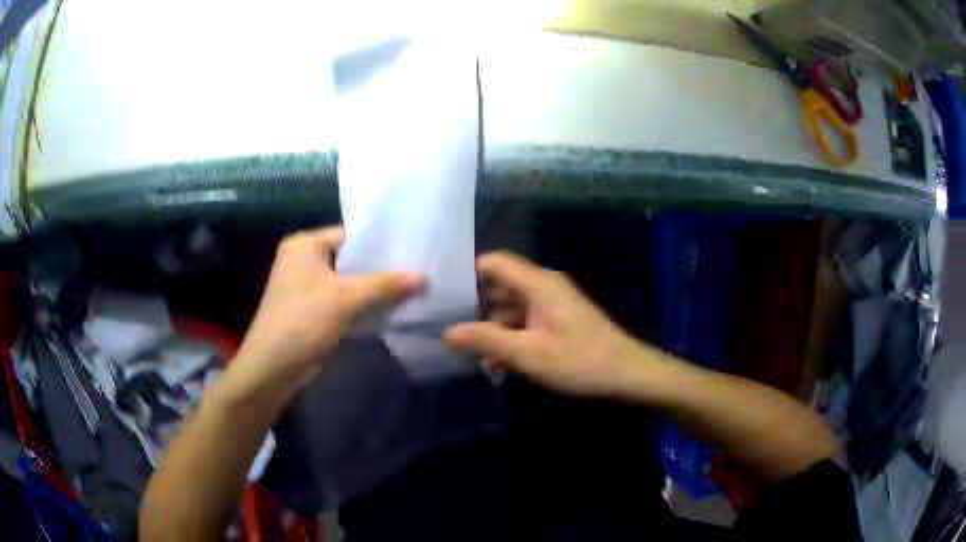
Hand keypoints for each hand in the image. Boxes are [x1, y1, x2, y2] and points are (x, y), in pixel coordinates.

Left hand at [225, 226, 422, 405]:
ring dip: (374, 290)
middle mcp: (303, 260)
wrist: (272, 369)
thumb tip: (423, 276)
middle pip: (351, 259)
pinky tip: (391, 309)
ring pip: (348, 282)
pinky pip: (343, 301)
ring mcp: (307, 287)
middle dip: (381, 270)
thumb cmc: (302, 322)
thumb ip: (384, 285)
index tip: (413, 251)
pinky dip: (363, 306)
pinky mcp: (312, 311)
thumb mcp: (345, 298)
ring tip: (412, 289)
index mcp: (304, 244)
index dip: (381, 244)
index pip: (351, 235)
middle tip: (418, 271)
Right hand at [444, 251, 658, 397]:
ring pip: (509, 308)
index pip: (493, 263)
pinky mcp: (557, 321)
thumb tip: (446, 332)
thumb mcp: (527, 354)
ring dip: (491, 329)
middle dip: (474, 308)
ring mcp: (551, 304)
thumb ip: (485, 340)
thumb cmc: (579, 360)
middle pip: (498, 286)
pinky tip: (497, 364)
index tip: (440, 296)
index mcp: (537, 283)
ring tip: (469, 354)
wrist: (626, 374)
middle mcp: (543, 286)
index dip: (465, 274)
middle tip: (446, 328)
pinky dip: (509, 338)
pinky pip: (524, 322)